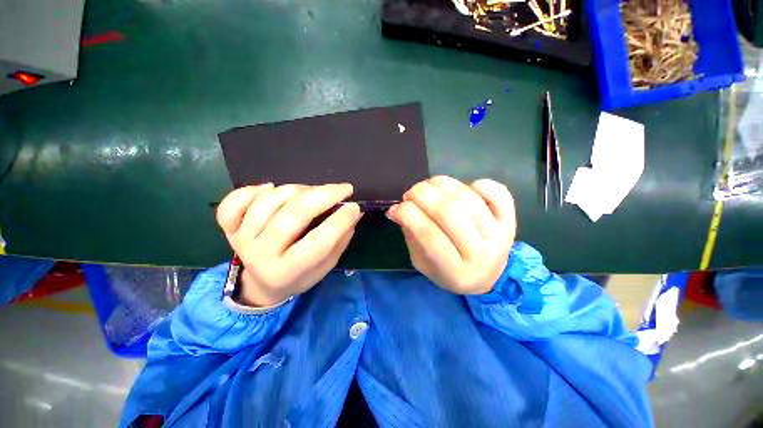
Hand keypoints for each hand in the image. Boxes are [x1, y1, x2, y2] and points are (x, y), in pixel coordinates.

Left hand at [216, 183, 361, 306]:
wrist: (262, 285)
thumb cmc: (300, 276)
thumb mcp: (326, 266)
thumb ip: (340, 240)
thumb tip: (355, 212)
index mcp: (288, 272)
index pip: (318, 243)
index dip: (339, 221)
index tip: (355, 206)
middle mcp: (261, 255)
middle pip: (291, 217)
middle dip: (323, 196)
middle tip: (343, 189)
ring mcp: (242, 240)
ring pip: (267, 203)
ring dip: (297, 190)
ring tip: (312, 191)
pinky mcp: (230, 229)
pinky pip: (234, 202)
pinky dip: (253, 189)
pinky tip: (270, 188)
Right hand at [386, 176, 515, 294]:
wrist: (486, 277)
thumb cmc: (447, 271)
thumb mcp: (422, 262)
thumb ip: (411, 235)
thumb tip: (398, 208)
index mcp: (455, 271)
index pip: (428, 234)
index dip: (408, 214)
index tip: (395, 208)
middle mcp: (481, 254)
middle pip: (449, 212)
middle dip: (422, 194)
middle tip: (410, 194)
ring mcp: (500, 235)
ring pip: (468, 198)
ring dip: (442, 185)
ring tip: (429, 187)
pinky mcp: (511, 220)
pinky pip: (498, 192)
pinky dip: (478, 184)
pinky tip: (463, 189)